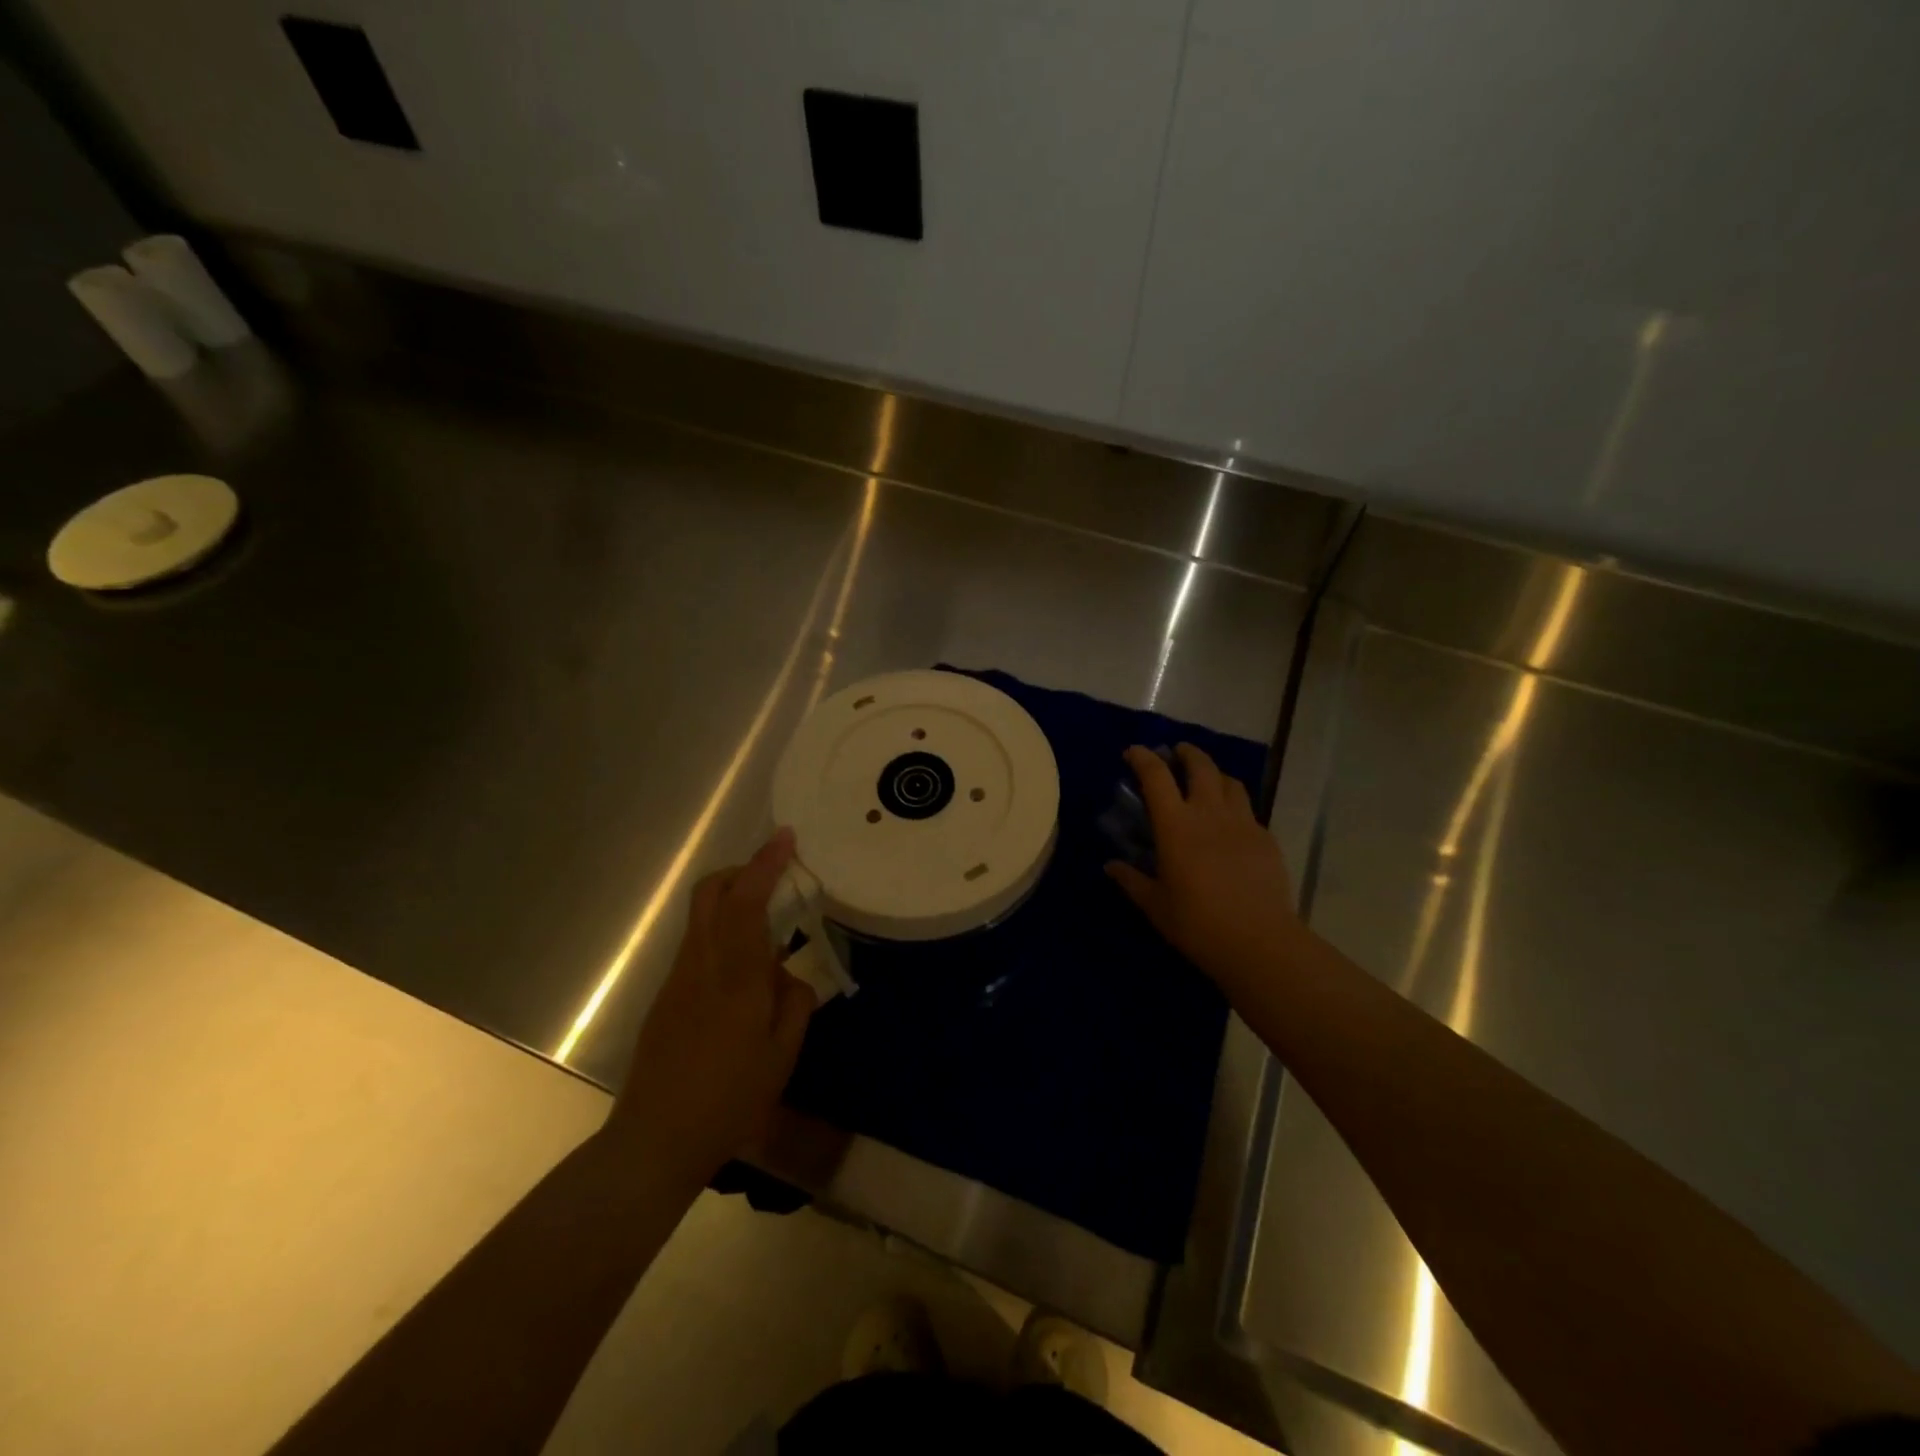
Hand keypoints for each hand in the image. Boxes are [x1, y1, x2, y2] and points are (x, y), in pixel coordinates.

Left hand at [606, 829, 816, 1183]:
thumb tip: (789, 975)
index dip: (765, 863)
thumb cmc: (730, 1100)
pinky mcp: (666, 997)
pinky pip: (698, 945)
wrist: (655, 1140)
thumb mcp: (782, 1055)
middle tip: (773, 878)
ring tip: (768, 927)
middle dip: (740, 870)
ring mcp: (678, 979)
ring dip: (732, 901)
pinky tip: (744, 973)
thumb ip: (794, 1003)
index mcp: (735, 976)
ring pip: (702, 916)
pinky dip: (723, 933)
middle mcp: (701, 964)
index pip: (747, 901)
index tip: (785, 837)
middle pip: (710, 892)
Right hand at [1106, 744, 1300, 996]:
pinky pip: (1248, 809)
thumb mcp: (1155, 905)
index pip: (1156, 776)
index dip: (1143, 758)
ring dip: (1214, 773)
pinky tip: (1230, 823)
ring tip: (1206, 781)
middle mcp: (1209, 813)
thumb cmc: (1197, 923)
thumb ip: (1131, 880)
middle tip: (1177, 753)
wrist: (1259, 941)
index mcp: (1176, 825)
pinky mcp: (1265, 838)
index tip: (1133, 752)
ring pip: (1230, 782)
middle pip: (1200, 766)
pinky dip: (1234, 804)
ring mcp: (1242, 823)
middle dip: (1186, 753)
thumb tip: (1111, 866)